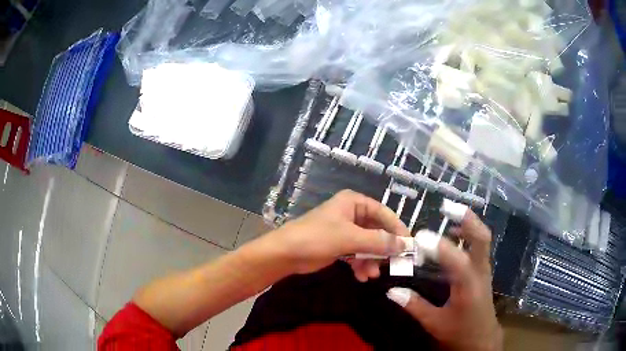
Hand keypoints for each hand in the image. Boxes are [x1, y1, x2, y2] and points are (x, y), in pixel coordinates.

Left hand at [262, 190, 408, 278]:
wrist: (285, 254)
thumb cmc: (317, 238)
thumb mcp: (350, 238)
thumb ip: (379, 242)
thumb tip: (404, 245)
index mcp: (353, 202)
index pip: (383, 212)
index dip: (397, 228)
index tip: (408, 245)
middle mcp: (351, 214)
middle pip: (377, 230)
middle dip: (384, 248)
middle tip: (394, 264)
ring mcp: (345, 231)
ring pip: (368, 245)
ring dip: (372, 260)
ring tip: (372, 274)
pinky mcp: (339, 246)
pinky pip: (357, 254)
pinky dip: (361, 265)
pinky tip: (362, 276)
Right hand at [386, 211, 502, 350]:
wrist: (481, 338)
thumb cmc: (459, 332)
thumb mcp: (435, 323)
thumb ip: (414, 306)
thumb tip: (391, 290)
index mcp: (468, 287)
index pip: (457, 261)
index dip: (439, 247)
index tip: (419, 238)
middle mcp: (480, 272)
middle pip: (482, 238)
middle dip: (467, 220)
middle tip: (447, 207)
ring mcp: (484, 269)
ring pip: (483, 238)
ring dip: (468, 223)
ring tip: (449, 213)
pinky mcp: (483, 270)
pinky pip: (479, 245)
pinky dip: (468, 234)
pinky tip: (454, 233)